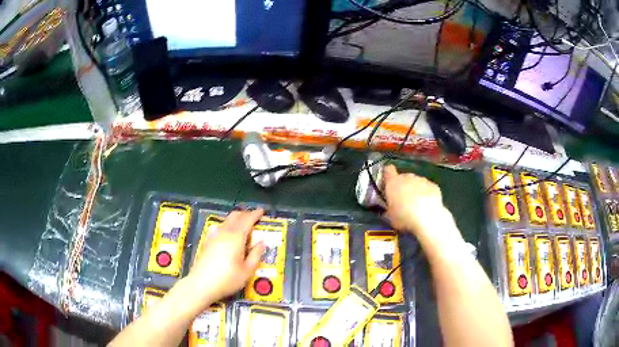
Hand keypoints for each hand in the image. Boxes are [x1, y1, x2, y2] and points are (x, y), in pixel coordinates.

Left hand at [185, 209, 264, 309]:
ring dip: (236, 219)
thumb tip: (262, 243)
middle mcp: (224, 232)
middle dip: (245, 214)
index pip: (247, 220)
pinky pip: (219, 227)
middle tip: (254, 218)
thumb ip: (256, 255)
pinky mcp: (207, 241)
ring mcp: (213, 236)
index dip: (255, 214)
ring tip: (243, 226)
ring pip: (226, 220)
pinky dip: (227, 226)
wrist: (201, 284)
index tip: (262, 211)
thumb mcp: (247, 271)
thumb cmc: (227, 279)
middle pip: (235, 216)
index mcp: (236, 237)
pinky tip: (228, 235)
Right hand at [383, 165, 461, 244]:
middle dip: (404, 186)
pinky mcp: (434, 185)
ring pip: (417, 182)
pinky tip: (428, 206)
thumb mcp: (391, 216)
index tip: (389, 183)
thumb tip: (390, 209)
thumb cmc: (404, 217)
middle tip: (404, 201)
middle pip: (404, 177)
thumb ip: (390, 208)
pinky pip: (428, 188)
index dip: (388, 175)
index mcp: (393, 182)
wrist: (427, 217)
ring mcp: (422, 180)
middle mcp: (407, 177)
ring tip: (418, 205)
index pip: (388, 170)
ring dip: (416, 190)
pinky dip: (427, 194)